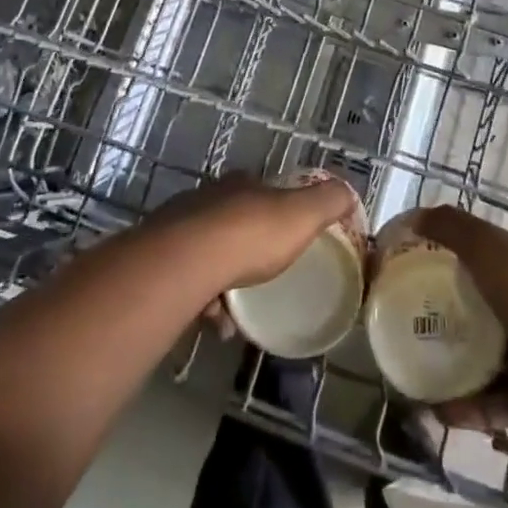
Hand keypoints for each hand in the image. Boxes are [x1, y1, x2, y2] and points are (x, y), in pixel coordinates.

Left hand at [153, 173, 357, 293]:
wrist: (188, 261)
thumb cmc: (251, 235)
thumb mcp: (302, 215)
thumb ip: (328, 202)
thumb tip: (348, 192)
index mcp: (241, 185)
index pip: (260, 189)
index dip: (274, 208)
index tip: (285, 234)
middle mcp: (207, 198)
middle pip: (230, 221)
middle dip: (246, 249)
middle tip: (262, 278)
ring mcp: (178, 225)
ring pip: (206, 253)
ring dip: (222, 282)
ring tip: (236, 313)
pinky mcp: (159, 257)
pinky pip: (186, 281)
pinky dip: (202, 300)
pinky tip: (214, 322)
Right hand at [411, 207, 507, 431]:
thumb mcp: (484, 244)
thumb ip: (450, 227)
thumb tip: (413, 218)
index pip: (473, 267)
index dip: (443, 269)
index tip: (408, 278)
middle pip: (474, 319)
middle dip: (442, 325)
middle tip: (403, 332)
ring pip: (480, 367)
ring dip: (449, 374)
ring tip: (412, 378)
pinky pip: (490, 407)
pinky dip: (464, 411)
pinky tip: (433, 411)